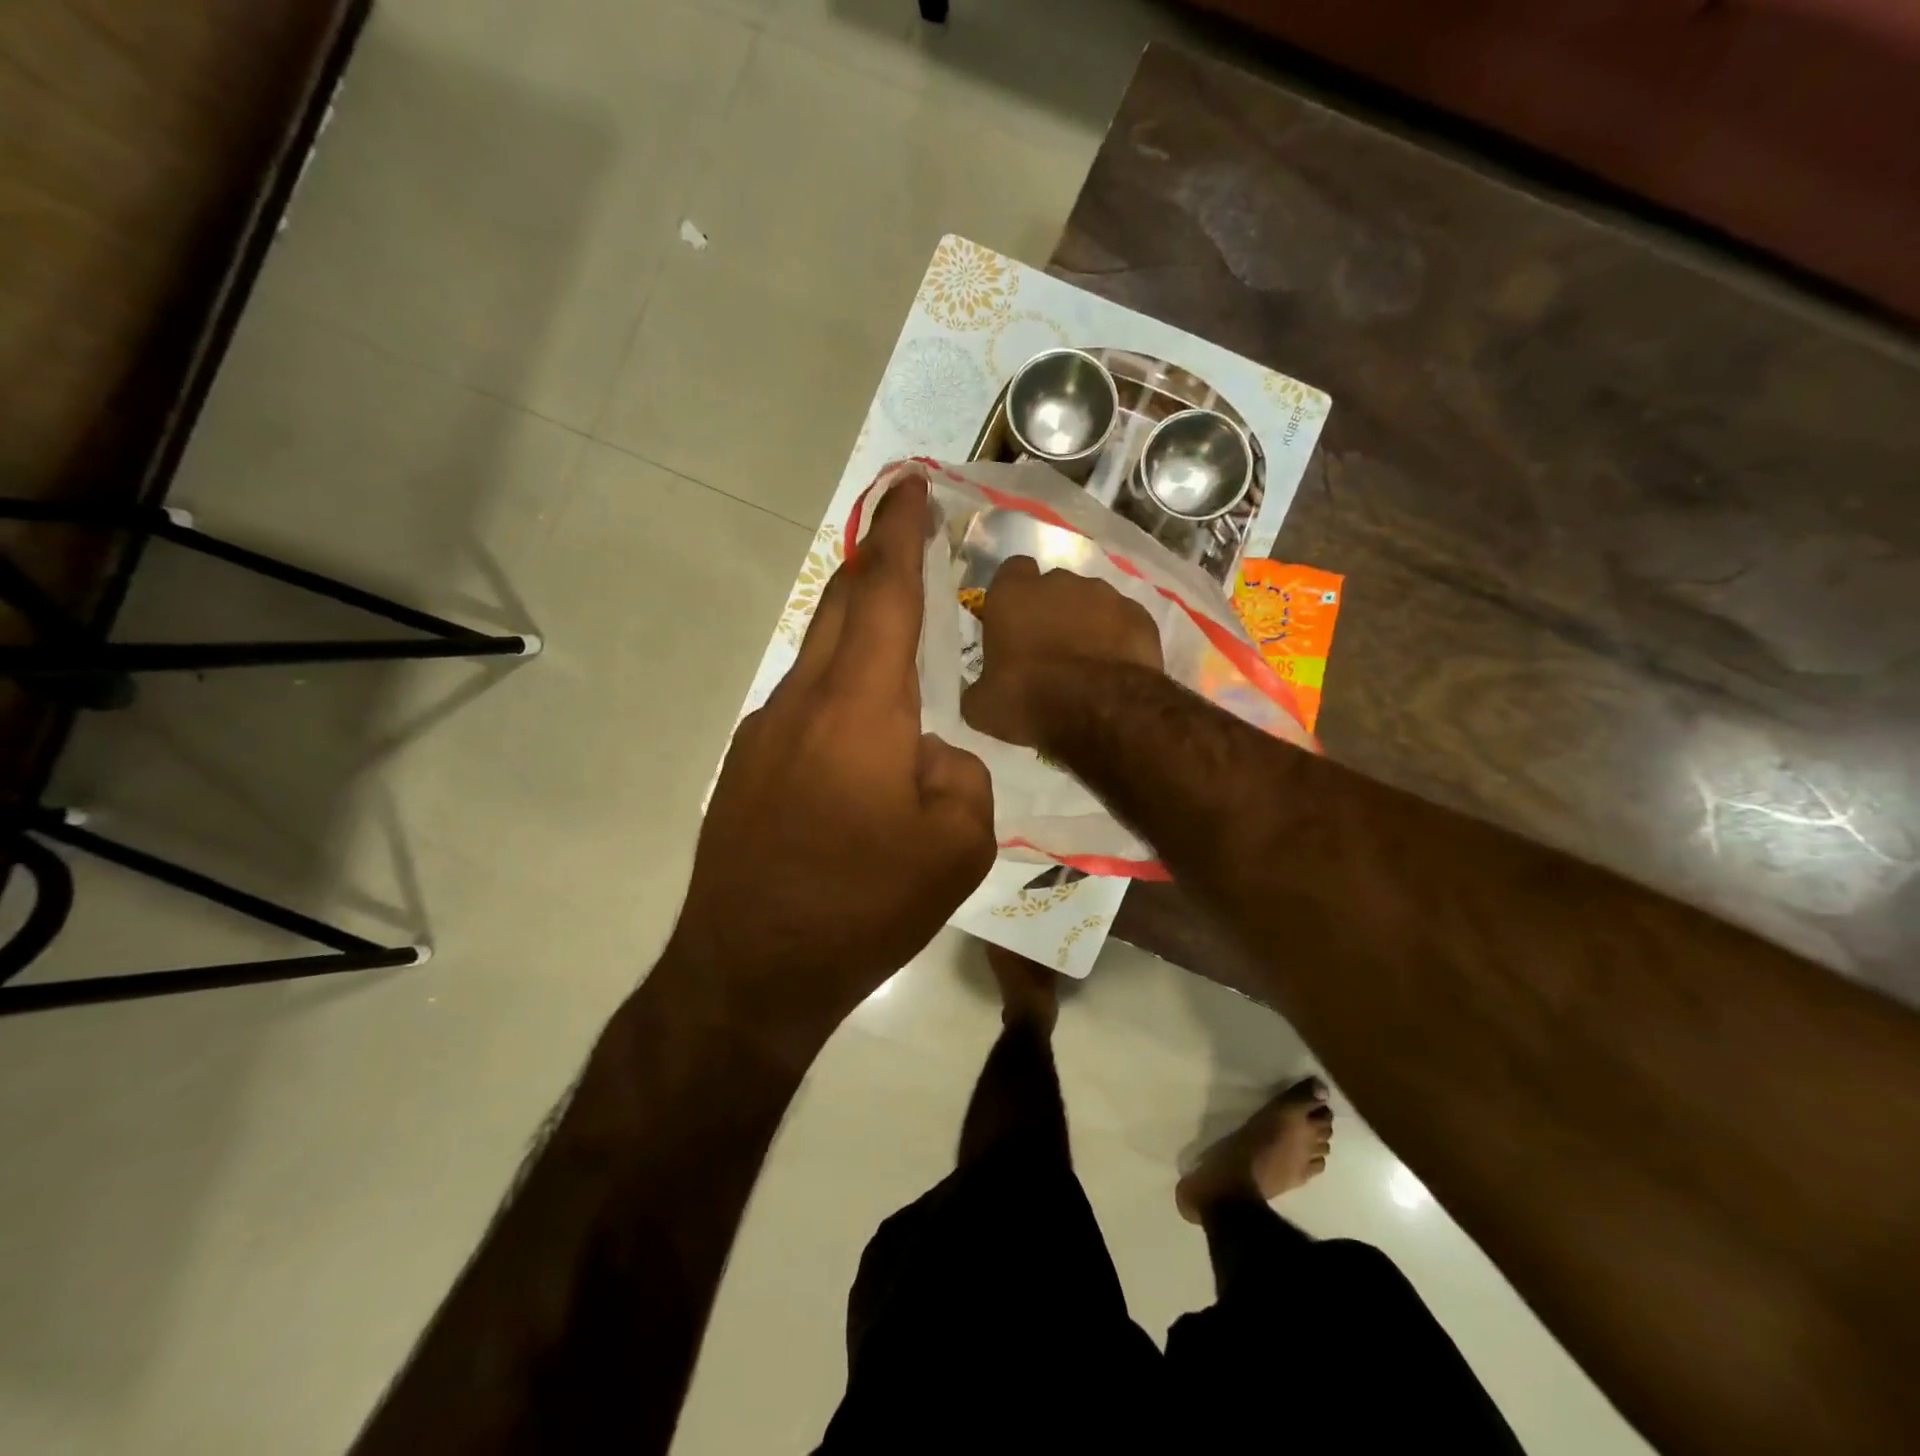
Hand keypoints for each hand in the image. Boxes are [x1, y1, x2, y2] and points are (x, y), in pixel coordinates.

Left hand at [663, 471, 995, 1041]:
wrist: (751, 972)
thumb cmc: (863, 905)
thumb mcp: (958, 845)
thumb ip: (960, 773)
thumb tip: (928, 752)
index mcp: (860, 706)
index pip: (884, 593)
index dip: (901, 532)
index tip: (910, 484)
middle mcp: (804, 701)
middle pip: (839, 606)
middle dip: (874, 562)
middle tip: (905, 538)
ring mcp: (764, 733)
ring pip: (818, 658)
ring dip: (855, 632)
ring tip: (897, 642)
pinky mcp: (746, 769)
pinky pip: (803, 707)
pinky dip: (838, 693)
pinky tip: (861, 739)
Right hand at [961, 556, 1162, 748]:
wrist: (1102, 710)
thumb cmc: (1029, 700)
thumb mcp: (983, 706)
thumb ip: (978, 689)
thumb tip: (980, 694)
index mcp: (1013, 594)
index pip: (1011, 571)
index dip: (1013, 594)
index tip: (1013, 621)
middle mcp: (1060, 582)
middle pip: (1053, 587)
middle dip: (1051, 610)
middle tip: (1048, 650)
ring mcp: (1105, 595)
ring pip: (1091, 602)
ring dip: (1086, 624)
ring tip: (1085, 663)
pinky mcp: (1139, 615)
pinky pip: (1123, 622)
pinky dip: (1117, 639)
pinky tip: (1114, 668)